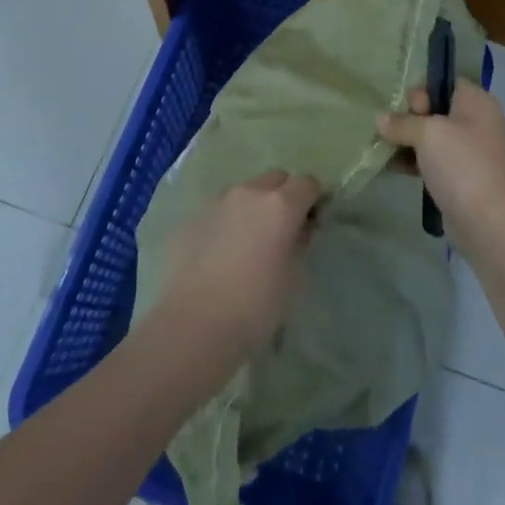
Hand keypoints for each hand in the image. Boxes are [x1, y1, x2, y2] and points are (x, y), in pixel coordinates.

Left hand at [151, 171, 320, 373]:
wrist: (194, 325)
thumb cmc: (255, 306)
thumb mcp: (293, 278)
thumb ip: (299, 243)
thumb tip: (298, 229)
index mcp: (280, 204)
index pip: (306, 183)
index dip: (313, 199)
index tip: (312, 220)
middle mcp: (249, 192)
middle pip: (275, 179)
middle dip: (284, 195)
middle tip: (282, 228)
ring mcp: (217, 202)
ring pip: (244, 191)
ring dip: (253, 206)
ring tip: (249, 240)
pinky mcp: (192, 218)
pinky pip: (219, 210)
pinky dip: (227, 221)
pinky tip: (221, 252)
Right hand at [377, 82, 504, 253]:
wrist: (487, 221)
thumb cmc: (461, 164)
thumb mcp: (427, 134)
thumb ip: (401, 122)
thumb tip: (380, 119)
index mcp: (476, 101)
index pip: (445, 81)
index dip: (422, 89)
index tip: (406, 106)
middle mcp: (476, 121)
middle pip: (435, 108)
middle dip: (409, 117)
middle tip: (393, 129)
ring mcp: (469, 151)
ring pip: (431, 136)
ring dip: (407, 140)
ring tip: (380, 146)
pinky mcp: (460, 176)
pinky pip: (432, 160)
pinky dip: (413, 161)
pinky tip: (389, 165)